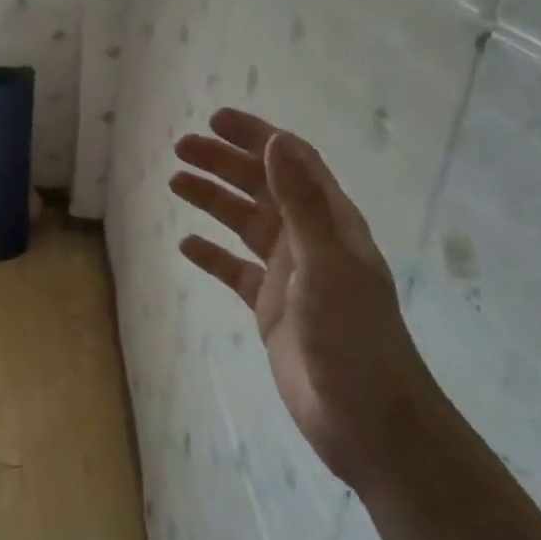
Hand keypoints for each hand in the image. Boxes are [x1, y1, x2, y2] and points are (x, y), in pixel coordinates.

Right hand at [170, 108, 432, 490]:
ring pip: (244, 225)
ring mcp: (289, 275)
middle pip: (261, 187)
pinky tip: (186, 244)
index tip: (215, 120)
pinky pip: (235, 271)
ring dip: (213, 201)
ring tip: (175, 182)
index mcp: (330, 222)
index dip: (256, 136)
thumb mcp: (326, 263)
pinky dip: (212, 255)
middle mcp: (309, 241)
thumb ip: (302, 203)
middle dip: (224, 163)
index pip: (291, 162)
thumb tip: (277, 141)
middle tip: (180, 148)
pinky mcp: (270, 309)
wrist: (365, 419)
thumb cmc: (352, 336)